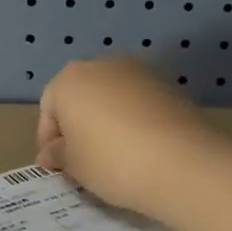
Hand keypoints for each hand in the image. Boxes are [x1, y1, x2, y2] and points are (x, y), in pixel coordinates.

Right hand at [36, 56, 231, 221]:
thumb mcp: (75, 165)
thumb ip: (58, 154)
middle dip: (77, 124)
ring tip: (114, 154)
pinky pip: (137, 101)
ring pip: (110, 95)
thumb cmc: (112, 161)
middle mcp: (100, 64)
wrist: (182, 162)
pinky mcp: (166, 83)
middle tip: (83, 159)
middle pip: (80, 95)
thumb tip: (52, 152)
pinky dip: (133, 118)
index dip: (49, 139)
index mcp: (69, 79)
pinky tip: (140, 146)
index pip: (48, 107)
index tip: (57, 166)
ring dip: (106, 119)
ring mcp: (137, 70)